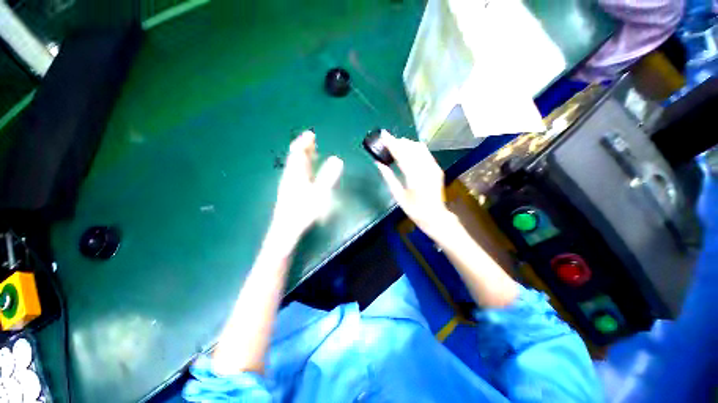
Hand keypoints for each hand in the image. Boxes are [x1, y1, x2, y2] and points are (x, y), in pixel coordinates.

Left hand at [272, 131, 342, 244]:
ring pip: (296, 166)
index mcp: (296, 174)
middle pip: (296, 157)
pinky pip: (297, 174)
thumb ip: (328, 177)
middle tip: (311, 138)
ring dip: (303, 156)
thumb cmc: (302, 212)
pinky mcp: (291, 191)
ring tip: (310, 150)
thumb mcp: (318, 194)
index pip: (298, 153)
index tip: (310, 134)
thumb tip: (337, 159)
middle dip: (303, 147)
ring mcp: (290, 184)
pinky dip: (303, 167)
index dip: (304, 143)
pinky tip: (306, 169)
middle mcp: (291, 176)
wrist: (287, 230)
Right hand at [375, 131, 455, 238]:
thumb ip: (388, 177)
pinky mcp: (436, 168)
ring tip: (396, 144)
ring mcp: (433, 167)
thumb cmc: (413, 209)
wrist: (435, 216)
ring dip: (407, 144)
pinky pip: (425, 153)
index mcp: (414, 177)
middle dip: (398, 142)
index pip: (401, 154)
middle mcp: (425, 169)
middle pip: (410, 148)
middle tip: (388, 140)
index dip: (391, 143)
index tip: (383, 135)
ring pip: (419, 148)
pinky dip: (415, 148)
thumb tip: (378, 163)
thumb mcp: (398, 195)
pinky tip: (409, 150)